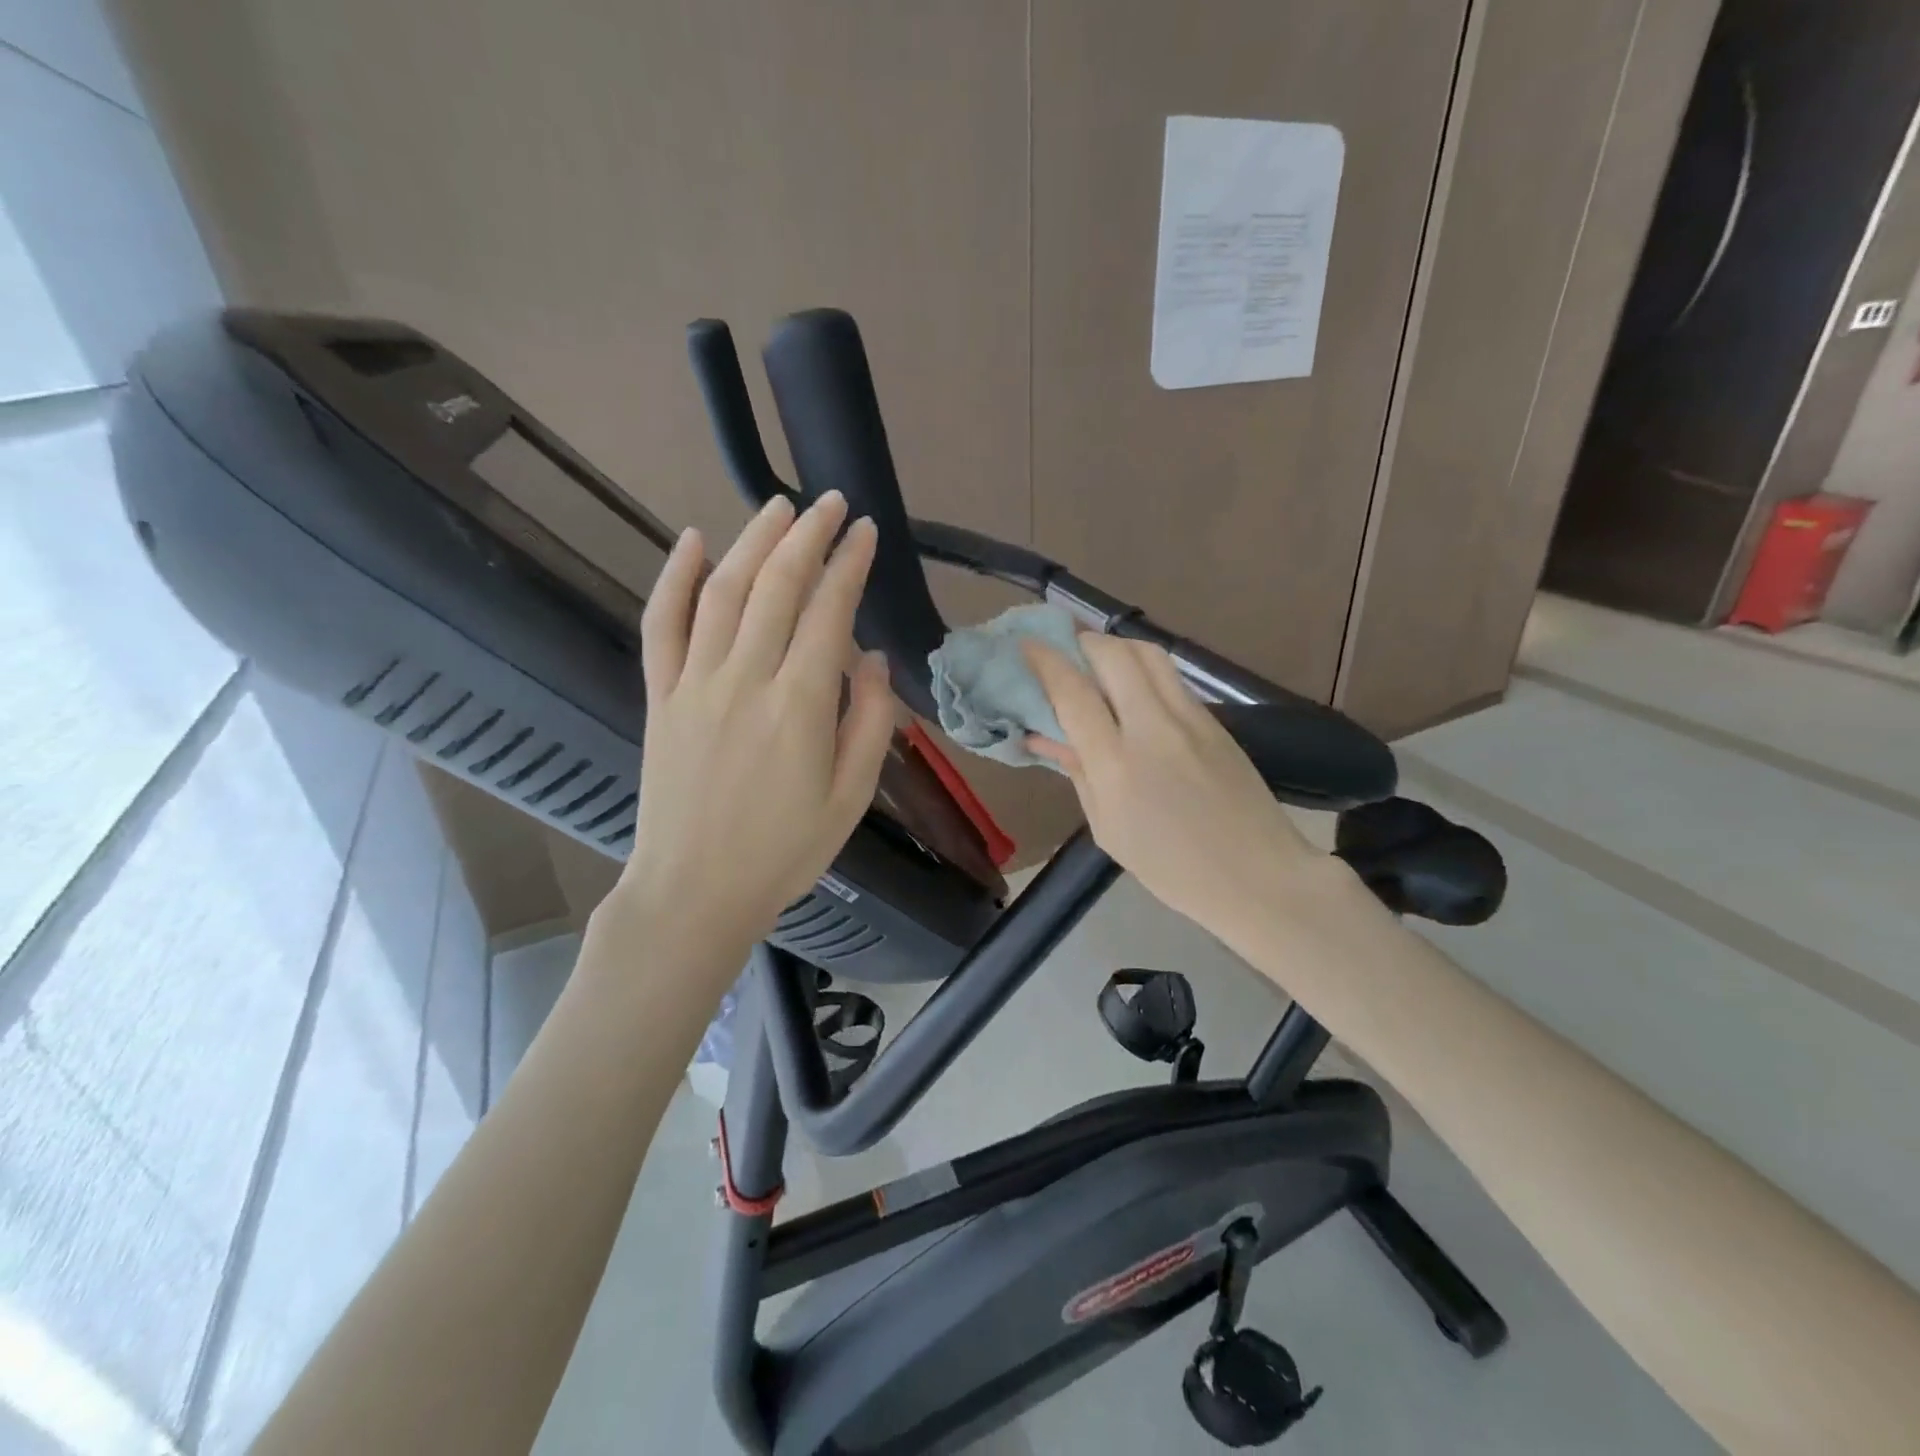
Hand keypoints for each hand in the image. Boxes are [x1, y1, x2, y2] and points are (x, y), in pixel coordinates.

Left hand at [615, 492, 893, 966]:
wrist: (694, 892)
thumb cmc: (784, 852)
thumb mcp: (850, 798)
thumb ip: (869, 723)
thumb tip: (872, 658)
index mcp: (800, 707)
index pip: (829, 612)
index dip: (849, 564)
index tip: (865, 532)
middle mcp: (745, 680)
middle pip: (777, 586)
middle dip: (808, 535)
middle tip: (829, 503)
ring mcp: (694, 684)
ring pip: (723, 591)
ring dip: (753, 541)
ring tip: (778, 507)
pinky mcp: (660, 697)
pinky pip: (661, 625)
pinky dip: (674, 578)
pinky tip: (692, 540)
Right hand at [1024, 636, 1323, 935]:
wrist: (1258, 876)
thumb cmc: (1171, 868)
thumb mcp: (1109, 829)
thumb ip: (1078, 773)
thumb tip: (1046, 735)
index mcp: (1117, 765)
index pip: (1073, 692)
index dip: (1045, 661)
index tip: (1026, 645)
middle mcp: (1153, 728)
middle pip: (1113, 654)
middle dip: (1081, 642)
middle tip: (1063, 652)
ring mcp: (1191, 718)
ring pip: (1148, 654)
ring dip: (1115, 647)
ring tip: (1098, 662)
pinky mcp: (1216, 720)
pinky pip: (1172, 677)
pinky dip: (1143, 669)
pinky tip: (1133, 690)